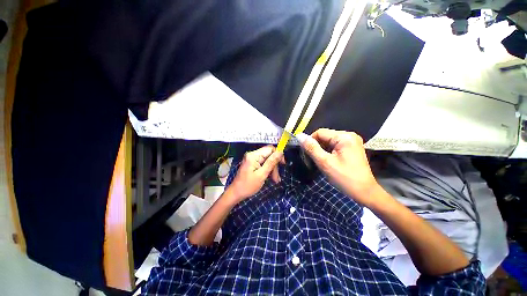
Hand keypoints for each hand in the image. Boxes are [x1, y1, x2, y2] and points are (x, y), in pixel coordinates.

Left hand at [227, 146, 283, 203]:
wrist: (236, 193)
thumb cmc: (248, 185)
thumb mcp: (262, 174)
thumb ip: (271, 162)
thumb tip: (280, 152)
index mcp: (254, 155)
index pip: (270, 148)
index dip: (278, 154)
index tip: (282, 164)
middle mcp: (252, 154)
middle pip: (269, 154)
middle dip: (274, 165)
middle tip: (277, 178)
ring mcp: (252, 158)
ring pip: (267, 159)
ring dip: (272, 169)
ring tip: (275, 180)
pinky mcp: (252, 163)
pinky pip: (263, 163)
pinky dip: (267, 170)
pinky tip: (270, 177)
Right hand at [298, 129, 377, 204]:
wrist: (364, 192)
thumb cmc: (344, 178)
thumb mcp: (325, 162)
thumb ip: (311, 148)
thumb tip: (299, 136)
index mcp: (344, 137)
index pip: (320, 132)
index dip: (310, 142)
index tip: (306, 154)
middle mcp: (349, 135)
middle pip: (325, 136)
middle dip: (317, 147)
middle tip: (314, 159)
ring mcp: (352, 142)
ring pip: (329, 141)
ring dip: (322, 150)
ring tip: (321, 161)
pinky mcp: (352, 148)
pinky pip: (335, 146)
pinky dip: (328, 152)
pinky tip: (328, 161)